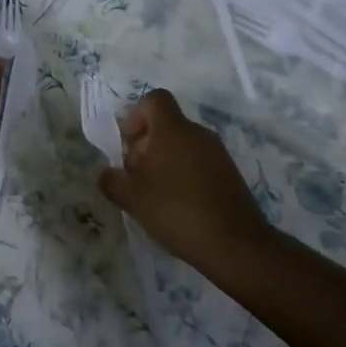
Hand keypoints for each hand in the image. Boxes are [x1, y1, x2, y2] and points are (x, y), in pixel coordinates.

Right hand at [98, 89, 273, 268]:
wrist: (237, 247)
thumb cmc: (177, 211)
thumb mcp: (132, 197)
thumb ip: (112, 180)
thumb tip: (108, 174)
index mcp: (173, 129)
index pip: (154, 99)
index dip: (136, 117)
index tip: (129, 147)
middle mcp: (198, 133)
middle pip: (166, 125)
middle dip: (145, 146)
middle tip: (136, 178)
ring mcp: (218, 154)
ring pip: (182, 145)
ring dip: (163, 163)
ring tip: (155, 196)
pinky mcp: (230, 175)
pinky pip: (199, 163)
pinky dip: (184, 176)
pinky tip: (178, 207)